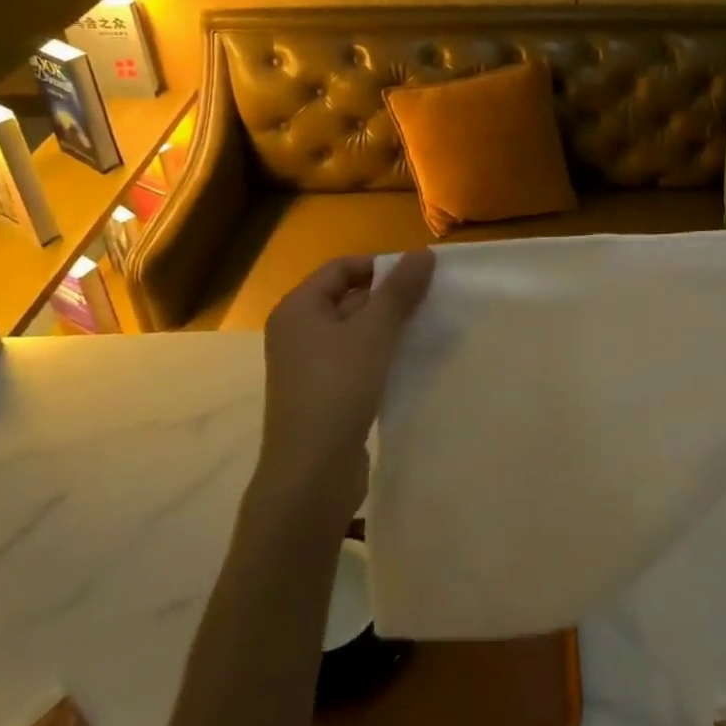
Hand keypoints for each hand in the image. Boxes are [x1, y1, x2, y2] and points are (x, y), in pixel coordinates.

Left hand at [258, 250, 434, 519]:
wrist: (311, 473)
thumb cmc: (338, 388)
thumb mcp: (374, 332)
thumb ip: (399, 291)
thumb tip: (423, 253)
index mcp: (298, 308)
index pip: (342, 267)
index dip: (380, 266)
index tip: (418, 278)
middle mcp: (297, 331)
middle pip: (348, 297)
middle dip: (388, 297)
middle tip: (428, 301)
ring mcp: (308, 366)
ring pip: (354, 331)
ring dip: (387, 327)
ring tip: (424, 329)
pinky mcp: (323, 394)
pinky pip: (354, 360)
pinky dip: (380, 355)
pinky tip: (408, 362)